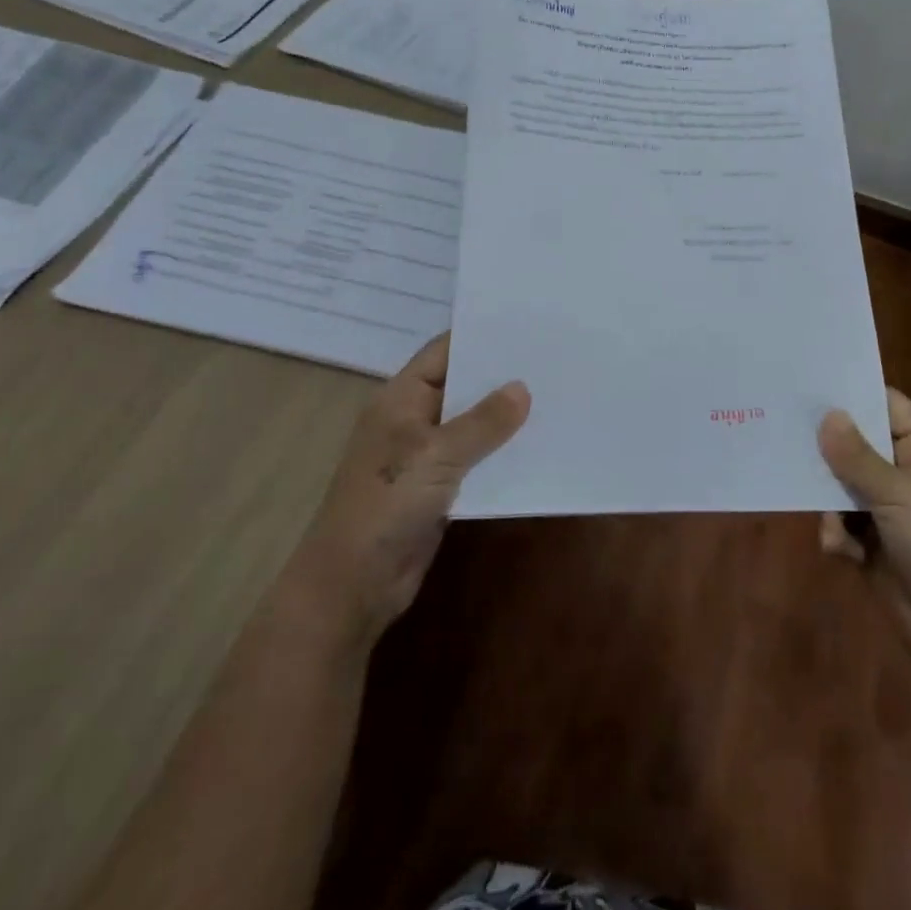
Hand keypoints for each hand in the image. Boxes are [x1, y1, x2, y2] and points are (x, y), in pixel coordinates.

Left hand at [300, 333, 528, 651]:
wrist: (354, 583)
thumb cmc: (387, 503)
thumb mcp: (437, 455)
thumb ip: (483, 422)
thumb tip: (522, 388)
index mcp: (401, 398)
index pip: (443, 352)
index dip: (480, 336)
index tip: (526, 326)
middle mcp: (413, 419)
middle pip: (462, 386)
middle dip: (501, 377)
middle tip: (552, 359)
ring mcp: (425, 456)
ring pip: (472, 426)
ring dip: (506, 418)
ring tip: (556, 396)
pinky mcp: (439, 488)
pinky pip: (476, 461)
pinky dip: (501, 453)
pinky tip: (538, 445)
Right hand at [817, 390, 910, 675]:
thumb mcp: (900, 497)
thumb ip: (858, 457)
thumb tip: (826, 414)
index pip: (887, 406)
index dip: (853, 395)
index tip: (810, 384)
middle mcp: (904, 473)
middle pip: (856, 444)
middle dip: (827, 448)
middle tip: (787, 434)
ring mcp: (886, 508)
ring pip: (840, 484)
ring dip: (830, 502)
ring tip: (829, 516)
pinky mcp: (870, 541)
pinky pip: (839, 521)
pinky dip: (837, 534)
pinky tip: (842, 551)